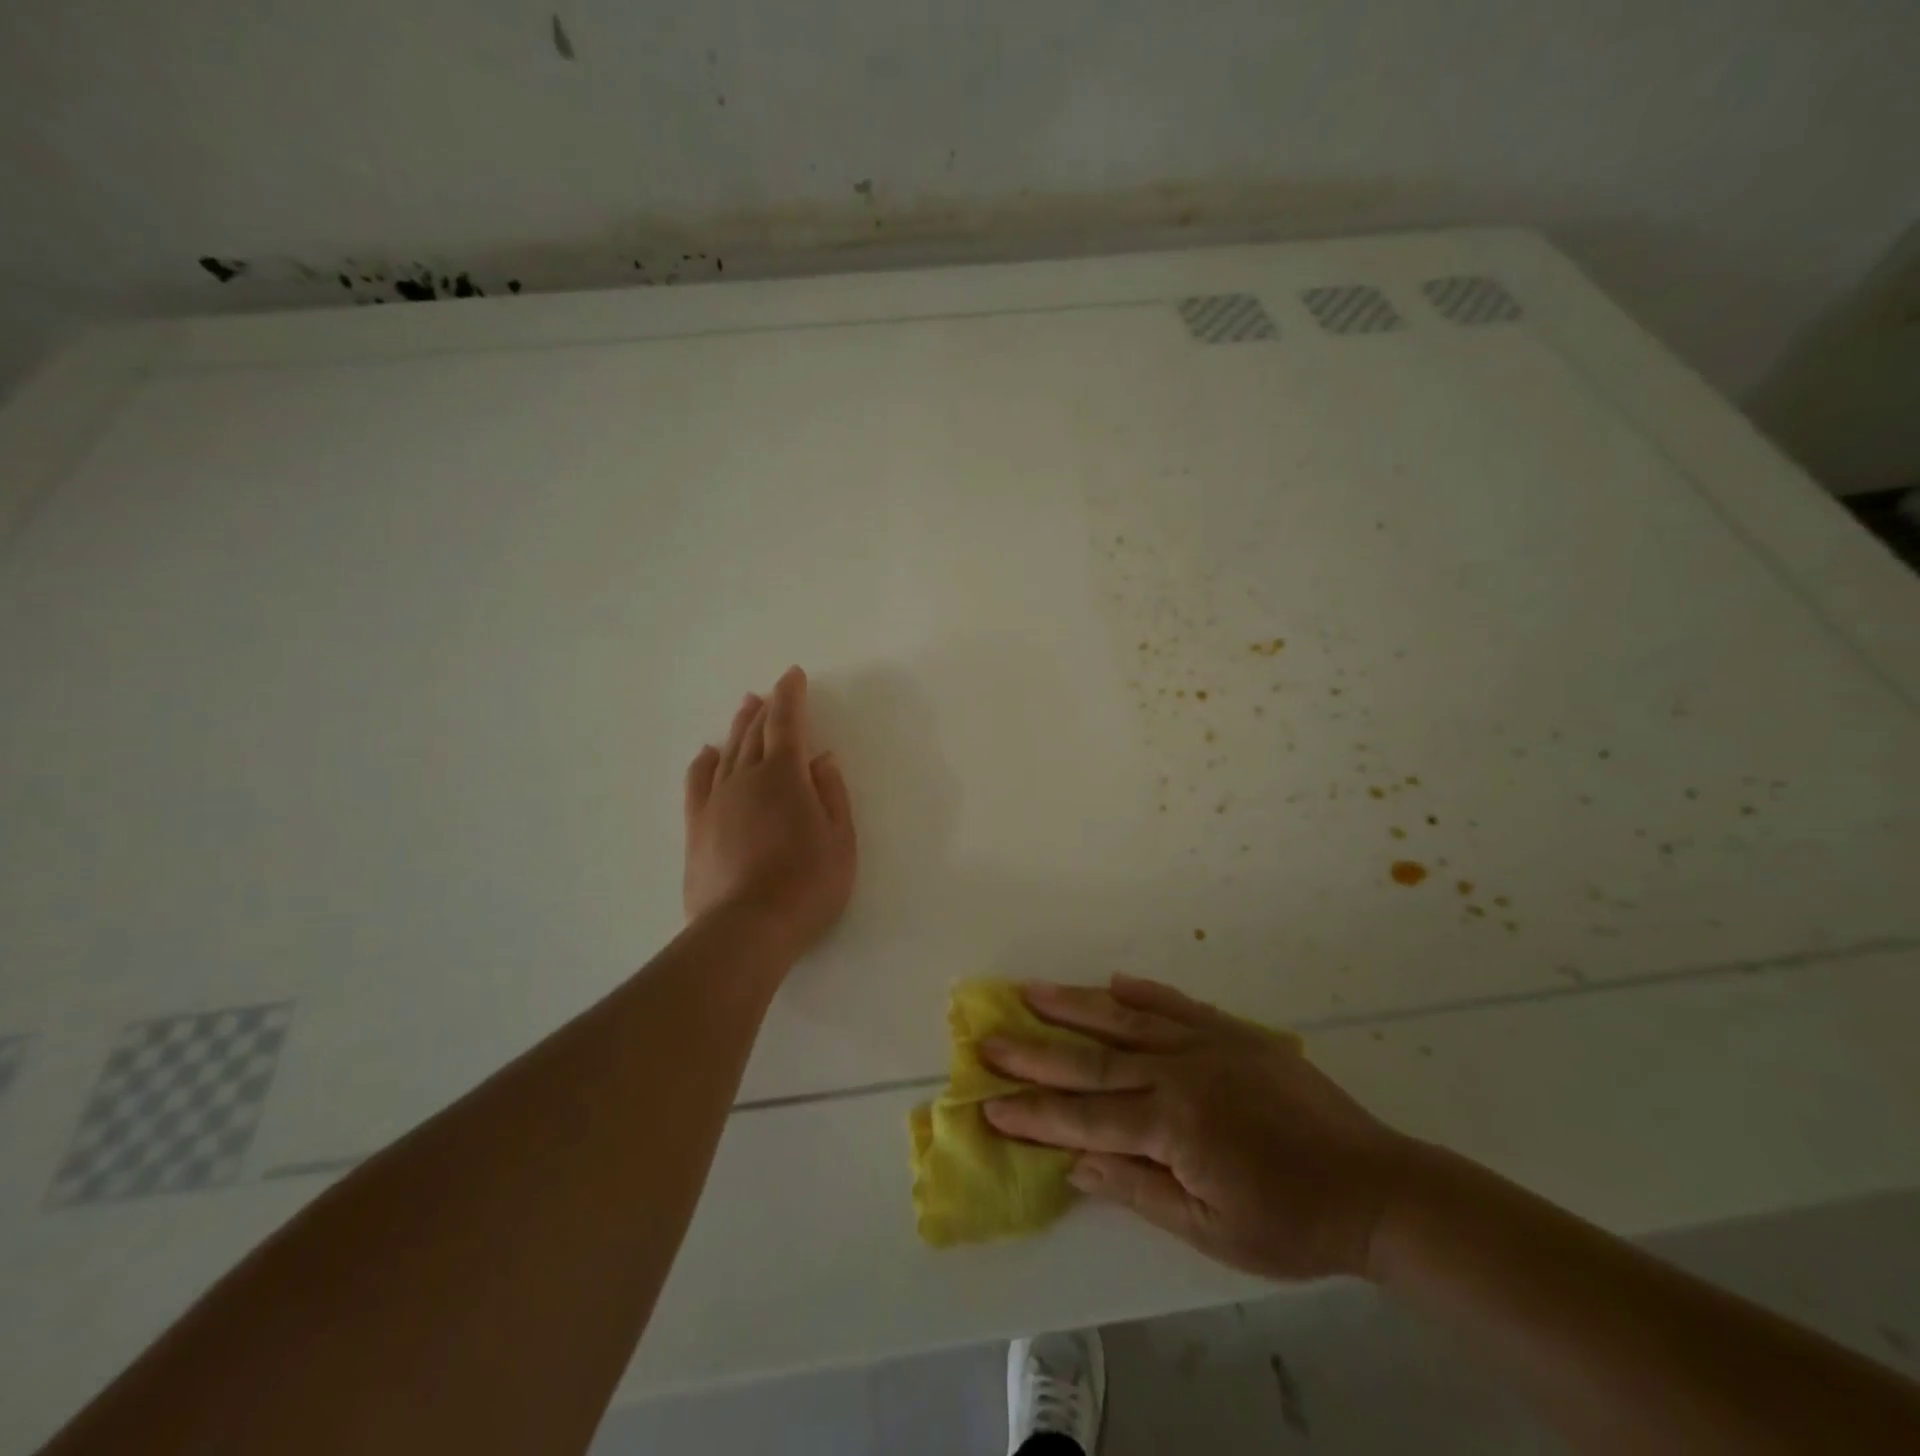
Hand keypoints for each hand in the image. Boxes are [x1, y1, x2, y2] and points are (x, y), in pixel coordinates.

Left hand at [683, 666, 856, 960]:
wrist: (746, 929)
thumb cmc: (807, 884)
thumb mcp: (840, 840)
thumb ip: (832, 794)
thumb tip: (822, 758)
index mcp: (784, 776)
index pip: (787, 723)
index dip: (791, 696)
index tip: (793, 675)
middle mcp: (746, 778)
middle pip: (754, 732)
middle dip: (765, 708)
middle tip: (770, 692)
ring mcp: (716, 801)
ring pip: (727, 752)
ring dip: (738, 727)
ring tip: (745, 708)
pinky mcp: (696, 827)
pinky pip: (697, 782)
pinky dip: (704, 762)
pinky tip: (707, 753)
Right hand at [980, 975, 1411, 1281]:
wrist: (1375, 1185)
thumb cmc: (1290, 1221)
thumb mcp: (1210, 1229)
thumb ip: (1137, 1188)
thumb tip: (1074, 1162)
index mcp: (1172, 1124)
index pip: (1086, 1117)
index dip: (1034, 1113)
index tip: (988, 1102)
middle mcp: (1180, 1072)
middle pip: (1093, 1059)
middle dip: (1035, 1051)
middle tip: (989, 1036)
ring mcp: (1206, 1043)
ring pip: (1126, 1019)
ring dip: (1074, 1005)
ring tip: (1031, 990)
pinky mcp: (1233, 1032)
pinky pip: (1176, 1004)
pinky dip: (1141, 993)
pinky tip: (1113, 982)